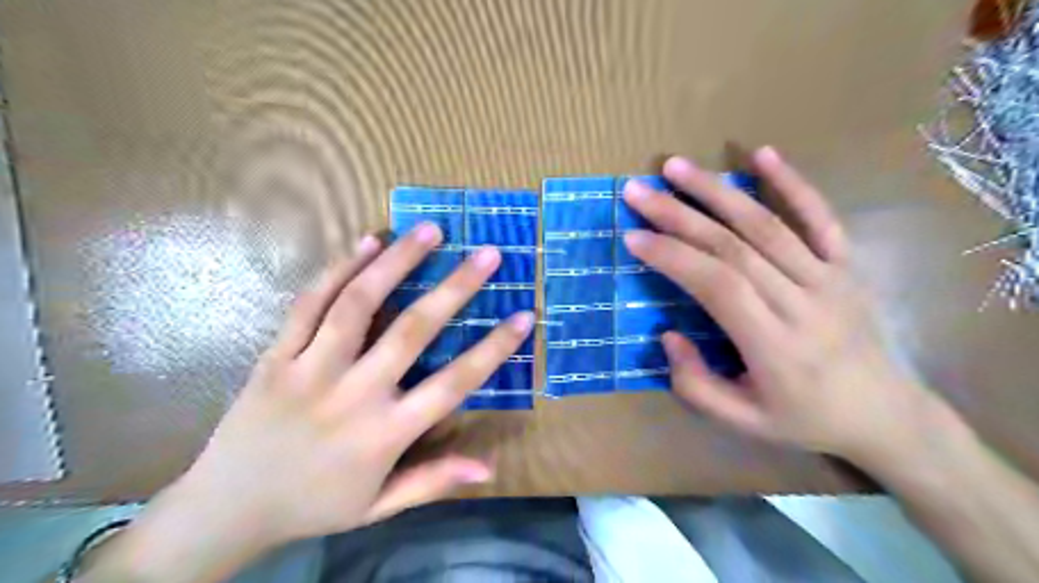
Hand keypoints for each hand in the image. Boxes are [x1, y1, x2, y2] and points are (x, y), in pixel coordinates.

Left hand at [83, 223, 530, 582]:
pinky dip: (340, 268)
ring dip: (397, 262)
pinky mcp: (276, 355)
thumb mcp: (379, 506)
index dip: (494, 349)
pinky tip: (367, 241)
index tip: (524, 316)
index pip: (454, 384)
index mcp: (384, 434)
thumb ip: (433, 481)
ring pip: (358, 304)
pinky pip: (309, 303)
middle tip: (487, 254)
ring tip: (430, 230)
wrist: (226, 507)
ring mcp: (310, 370)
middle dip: (455, 288)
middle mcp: (353, 395)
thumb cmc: (314, 504)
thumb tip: (490, 469)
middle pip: (412, 331)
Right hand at [620, 149, 948, 467]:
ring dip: (718, 191)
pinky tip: (762, 153)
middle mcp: (802, 303)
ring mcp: (829, 278)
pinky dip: (791, 182)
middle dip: (679, 215)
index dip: (673, 256)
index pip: (717, 285)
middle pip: (734, 246)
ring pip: (766, 224)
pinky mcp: (846, 266)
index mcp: (775, 345)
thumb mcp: (742, 422)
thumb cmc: (806, 420)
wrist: (887, 416)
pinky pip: (820, 217)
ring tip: (676, 167)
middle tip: (639, 190)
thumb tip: (668, 334)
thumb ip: (696, 384)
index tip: (633, 236)